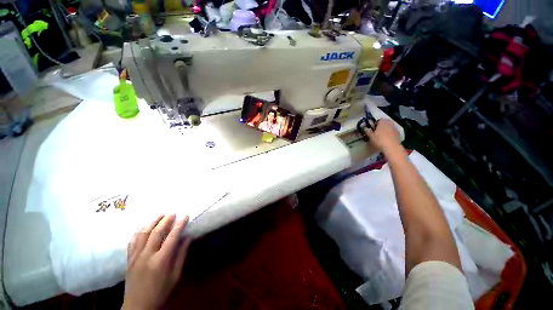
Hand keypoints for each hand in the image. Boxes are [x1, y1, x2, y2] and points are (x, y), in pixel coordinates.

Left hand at [123, 214, 191, 309]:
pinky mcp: (129, 259)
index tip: (185, 216)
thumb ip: (181, 255)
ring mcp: (135, 257)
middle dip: (166, 220)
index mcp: (161, 261)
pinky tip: (144, 226)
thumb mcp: (175, 275)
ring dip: (152, 222)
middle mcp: (147, 256)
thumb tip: (188, 238)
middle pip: (156, 233)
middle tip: (173, 213)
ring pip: (143, 234)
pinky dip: (139, 231)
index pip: (172, 237)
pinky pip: (132, 241)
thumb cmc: (161, 291)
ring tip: (160, 214)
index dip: (179, 225)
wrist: (138, 305)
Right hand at [364, 119, 400, 151]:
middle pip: (384, 123)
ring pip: (388, 127)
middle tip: (376, 133)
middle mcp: (390, 123)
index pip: (378, 120)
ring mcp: (395, 128)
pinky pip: (392, 132)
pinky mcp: (398, 134)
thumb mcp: (370, 136)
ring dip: (385, 130)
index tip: (372, 129)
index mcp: (382, 121)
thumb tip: (364, 128)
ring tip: (381, 137)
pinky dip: (389, 134)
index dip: (375, 124)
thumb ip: (367, 131)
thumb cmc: (379, 140)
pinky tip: (386, 140)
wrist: (392, 147)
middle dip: (380, 127)